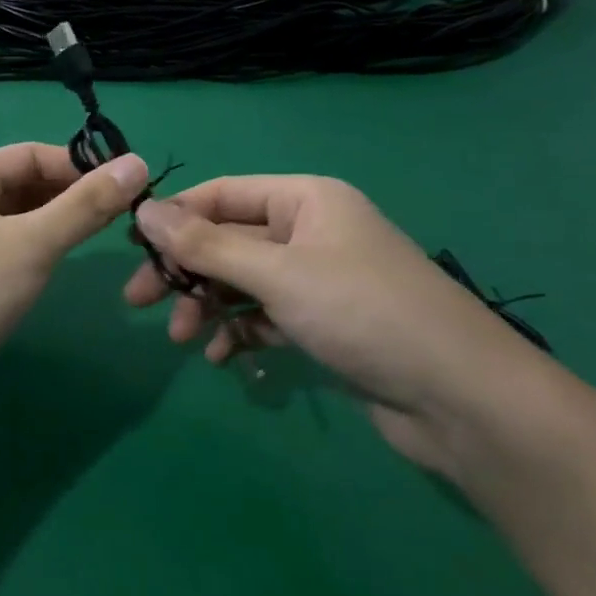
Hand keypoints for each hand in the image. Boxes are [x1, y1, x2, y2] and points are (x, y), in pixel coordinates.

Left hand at [0, 144, 151, 429]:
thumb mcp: (34, 242)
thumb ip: (86, 205)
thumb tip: (137, 164)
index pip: (33, 154)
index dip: (81, 166)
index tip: (130, 188)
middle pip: (24, 185)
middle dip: (71, 196)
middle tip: (123, 218)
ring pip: (17, 220)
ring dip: (56, 225)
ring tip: (99, 240)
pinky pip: (7, 250)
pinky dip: (36, 252)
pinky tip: (58, 268)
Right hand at [124, 175, 553, 473]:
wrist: (463, 400)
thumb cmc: (364, 314)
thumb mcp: (276, 274)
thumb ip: (205, 244)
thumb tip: (143, 210)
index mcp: (304, 200)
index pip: (220, 195)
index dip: (173, 218)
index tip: (132, 250)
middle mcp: (309, 231)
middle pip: (226, 241)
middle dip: (184, 271)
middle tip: (139, 302)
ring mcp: (317, 278)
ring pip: (242, 282)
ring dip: (207, 306)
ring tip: (184, 340)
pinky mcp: (324, 322)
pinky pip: (264, 315)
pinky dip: (239, 331)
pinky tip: (222, 357)